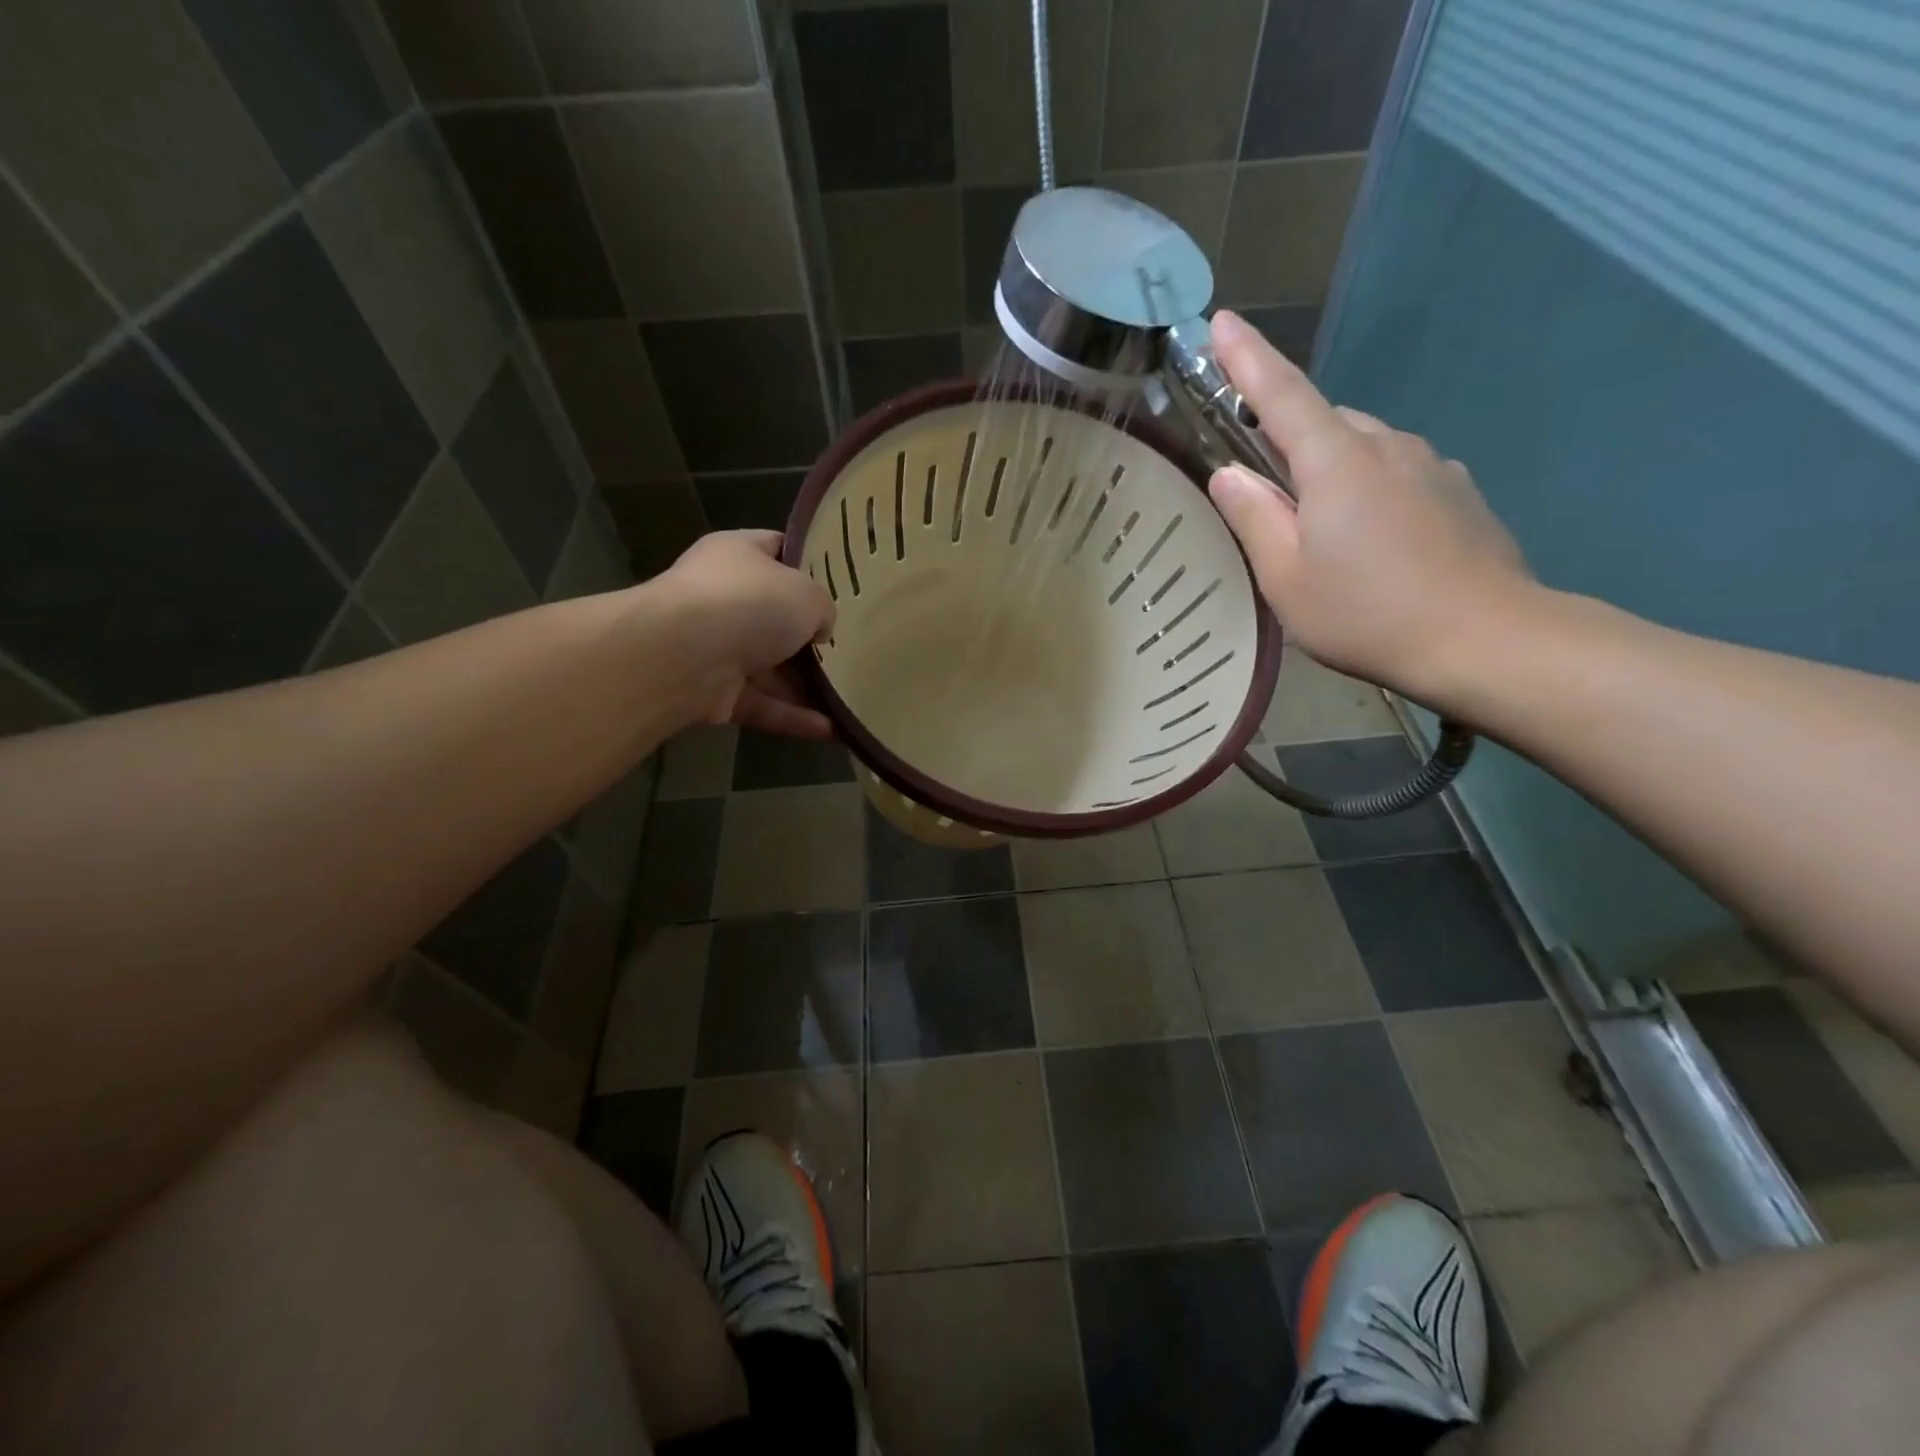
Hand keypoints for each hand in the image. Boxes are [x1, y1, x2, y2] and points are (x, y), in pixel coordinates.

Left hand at [661, 530, 835, 736]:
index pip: (776, 548)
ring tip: (849, 697)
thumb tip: (819, 629)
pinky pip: (762, 704)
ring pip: (770, 668)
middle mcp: (723, 598)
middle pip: (775, 616)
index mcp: (738, 555)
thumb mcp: (807, 594)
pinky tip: (830, 729)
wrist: (683, 656)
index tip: (842, 582)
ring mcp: (716, 647)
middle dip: (810, 636)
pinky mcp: (714, 693)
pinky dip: (792, 717)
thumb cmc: (750, 604)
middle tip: (851, 647)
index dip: (808, 562)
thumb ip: (822, 608)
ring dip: (806, 685)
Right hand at [1206, 310, 1534, 700]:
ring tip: (1321, 530)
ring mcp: (1430, 464)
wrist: (1486, 639)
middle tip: (1266, 491)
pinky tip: (1372, 541)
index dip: (1247, 359)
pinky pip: (1396, 471)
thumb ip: (1254, 518)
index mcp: (1336, 462)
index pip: (1282, 394)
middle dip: (1288, 438)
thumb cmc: (1367, 613)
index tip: (1222, 322)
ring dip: (1331, 469)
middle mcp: (1386, 445)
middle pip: (1323, 421)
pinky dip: (1370, 489)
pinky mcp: (1458, 490)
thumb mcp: (1286, 578)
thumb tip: (1229, 473)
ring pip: (1362, 447)